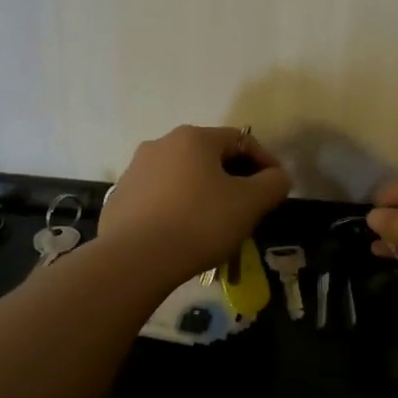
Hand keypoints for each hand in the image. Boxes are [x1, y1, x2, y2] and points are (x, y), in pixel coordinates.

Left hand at [98, 125, 290, 281]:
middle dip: (233, 178)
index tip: (276, 187)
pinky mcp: (119, 198)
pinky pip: (159, 197)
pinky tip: (183, 234)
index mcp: (193, 138)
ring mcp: (134, 171)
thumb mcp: (250, 204)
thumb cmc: (199, 223)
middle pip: (209, 157)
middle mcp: (160, 144)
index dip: (265, 161)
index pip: (240, 140)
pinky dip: (177, 208)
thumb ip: (273, 184)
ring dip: (203, 193)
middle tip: (248, 207)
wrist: (135, 259)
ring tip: (216, 224)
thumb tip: (278, 177)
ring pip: (182, 177)